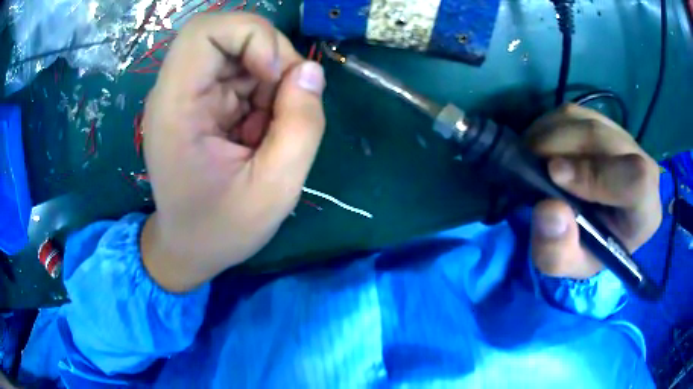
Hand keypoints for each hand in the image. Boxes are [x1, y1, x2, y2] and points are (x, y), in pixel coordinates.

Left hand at [140, 14, 325, 291]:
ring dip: (271, 78)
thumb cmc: (221, 229)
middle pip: (226, 34)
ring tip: (273, 127)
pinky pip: (241, 74)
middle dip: (270, 55)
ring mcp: (188, 94)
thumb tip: (311, 71)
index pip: (204, 31)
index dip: (250, 36)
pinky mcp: (202, 102)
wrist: (188, 248)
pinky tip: (263, 129)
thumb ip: (301, 126)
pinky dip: (265, 92)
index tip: (274, 76)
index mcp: (175, 107)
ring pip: (240, 51)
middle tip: (289, 98)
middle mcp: (175, 91)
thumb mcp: (275, 190)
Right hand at [525, 105, 661, 278]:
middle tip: (529, 165)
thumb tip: (549, 209)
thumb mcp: (566, 265)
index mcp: (645, 211)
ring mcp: (624, 139)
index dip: (596, 174)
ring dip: (550, 135)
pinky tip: (542, 149)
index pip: (636, 179)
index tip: (555, 176)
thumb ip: (558, 252)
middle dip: (560, 147)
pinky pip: (573, 113)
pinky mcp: (604, 122)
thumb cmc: (585, 250)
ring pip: (585, 121)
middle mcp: (643, 167)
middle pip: (603, 138)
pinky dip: (549, 126)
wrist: (592, 228)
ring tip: (532, 159)